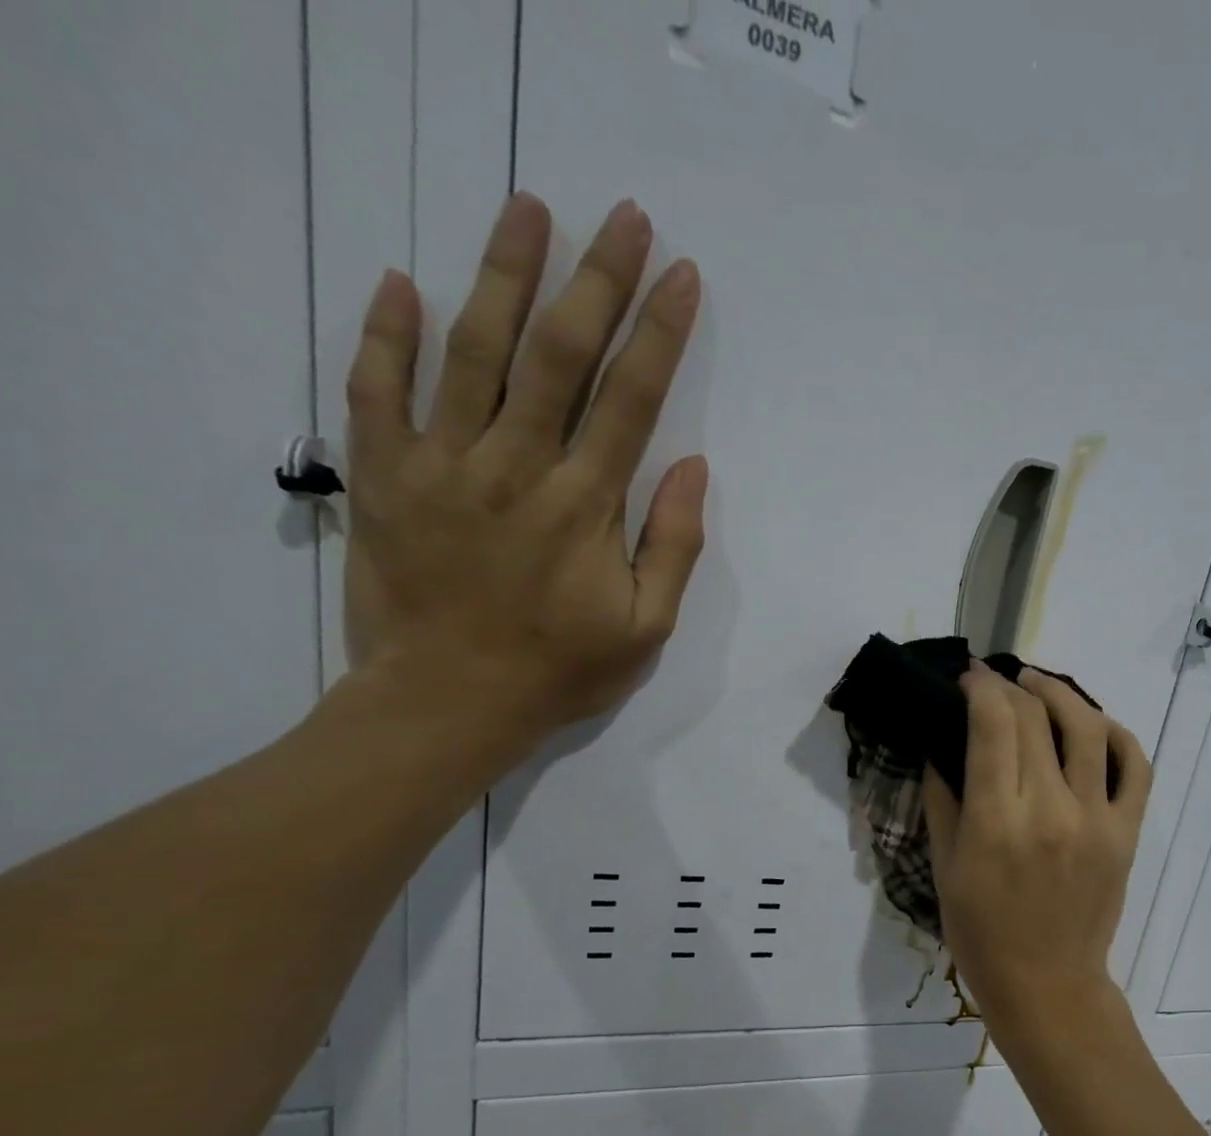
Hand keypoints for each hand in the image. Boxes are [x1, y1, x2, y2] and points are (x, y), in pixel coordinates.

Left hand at [342, 191, 706, 743]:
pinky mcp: (386, 477)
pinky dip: (384, 334)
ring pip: (472, 351)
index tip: (680, 274)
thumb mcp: (646, 628)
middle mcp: (515, 466)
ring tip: (527, 211)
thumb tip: (691, 465)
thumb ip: (672, 545)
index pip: (629, 398)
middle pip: (558, 355)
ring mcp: (442, 464)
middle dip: (597, 280)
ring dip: (503, 275)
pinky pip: (376, 391)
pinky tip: (400, 280)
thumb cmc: (560, 671)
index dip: (658, 332)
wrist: (446, 705)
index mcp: (584, 504)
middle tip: (621, 217)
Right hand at [922, 665, 1151, 1033]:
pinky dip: (1116, 734)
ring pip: (1087, 727)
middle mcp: (1050, 809)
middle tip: (993, 683)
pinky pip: (1134, 766)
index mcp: (996, 821)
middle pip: (1034, 718)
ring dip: (1059, 693)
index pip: (993, 724)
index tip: (968, 677)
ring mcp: (1096, 818)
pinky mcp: (1128, 831)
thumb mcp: (944, 867)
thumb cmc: (982, 932)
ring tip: (1037, 684)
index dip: (979, 687)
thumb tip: (941, 742)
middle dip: (1009, 687)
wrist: (1047, 984)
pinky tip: (1092, 724)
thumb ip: (942, 798)